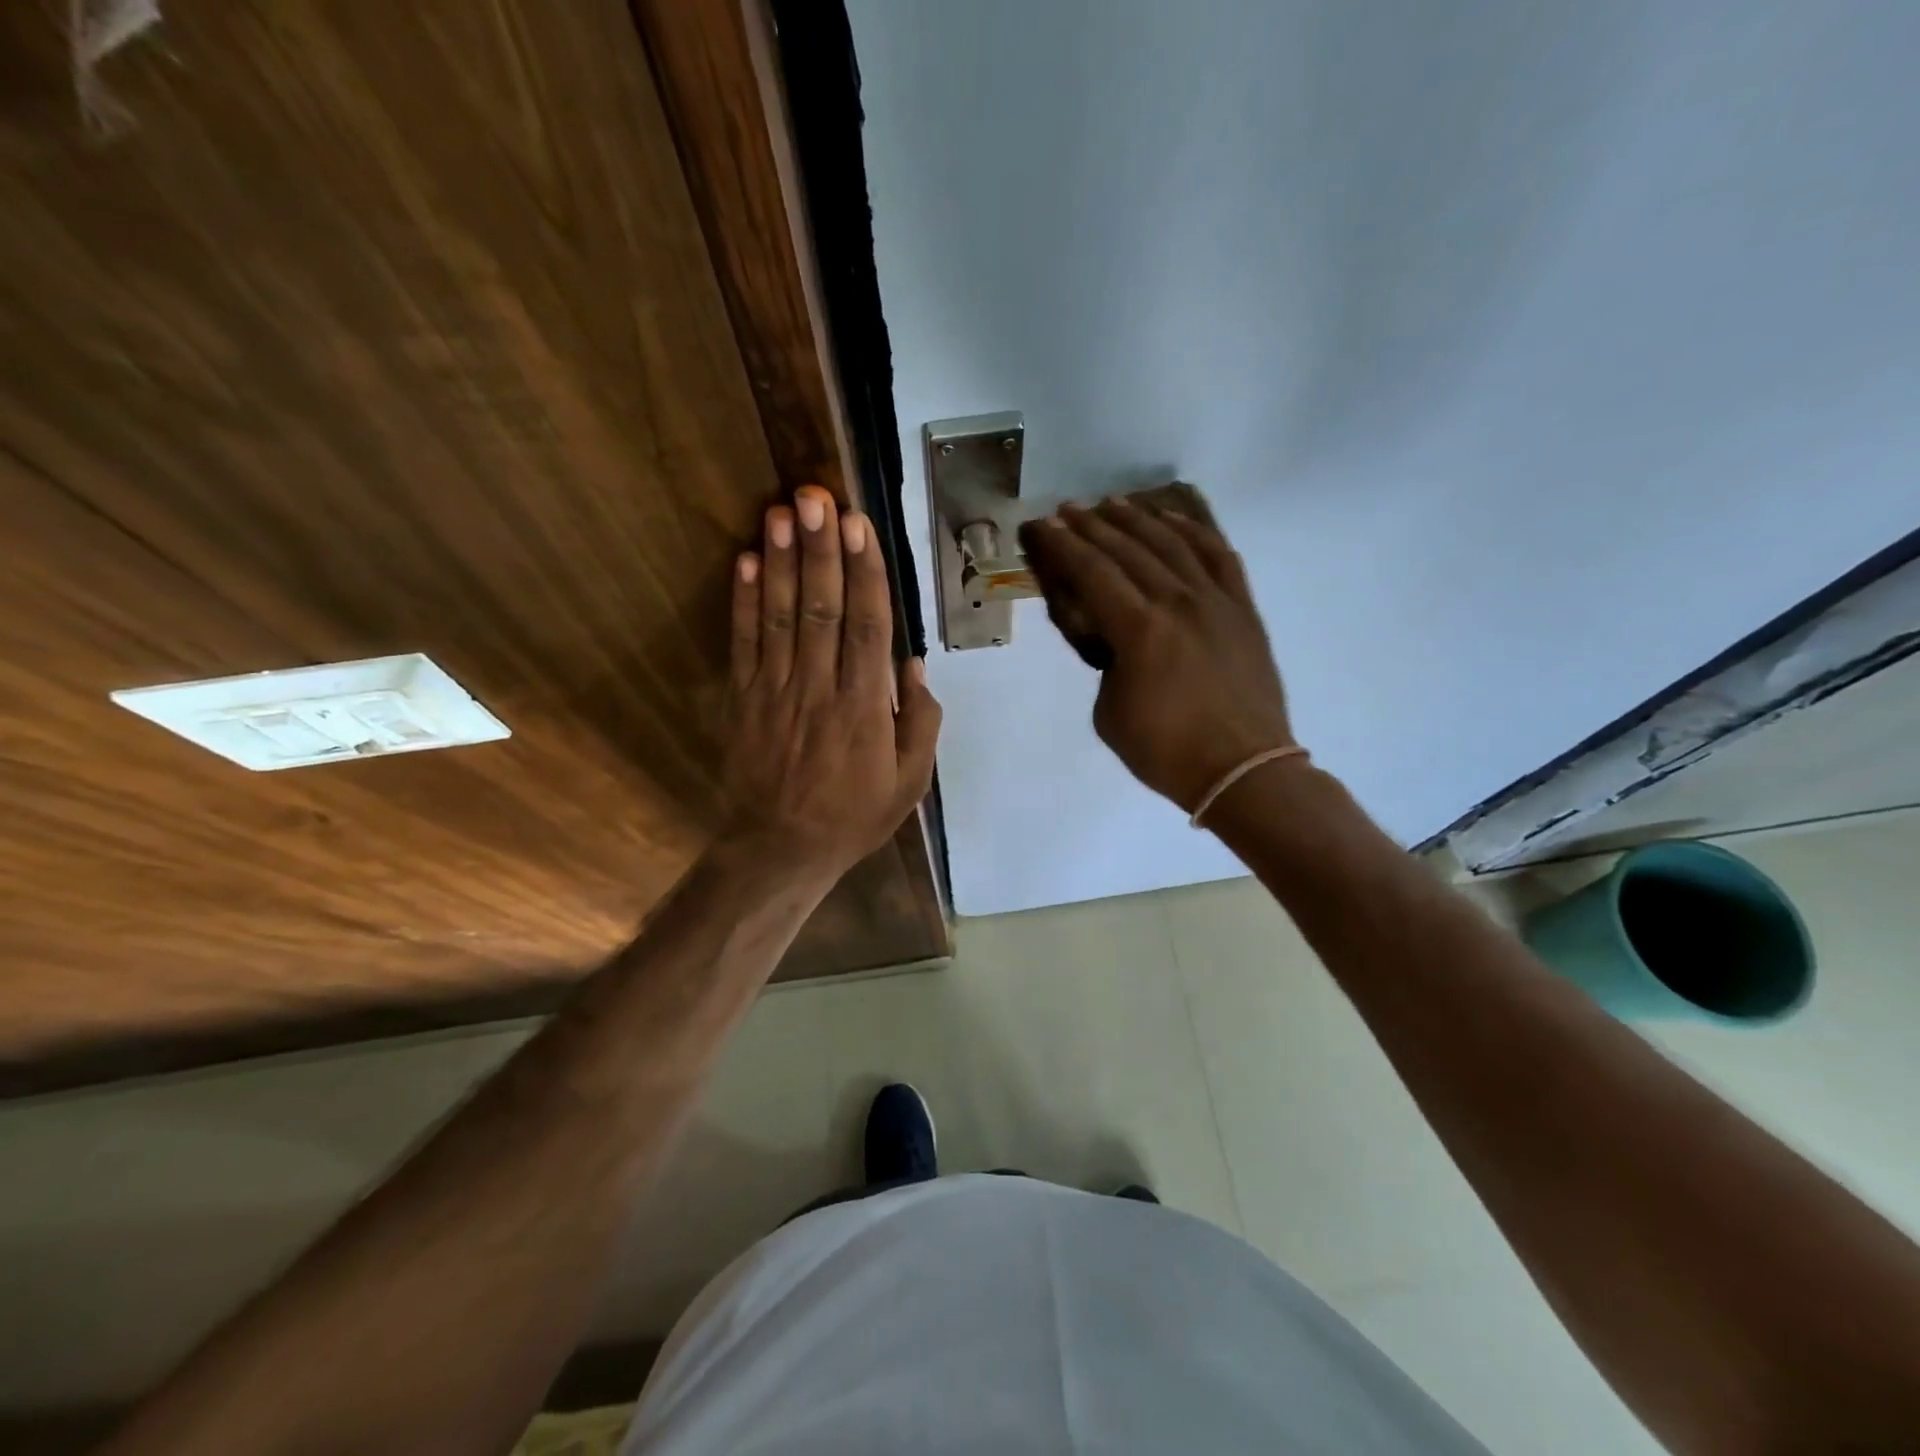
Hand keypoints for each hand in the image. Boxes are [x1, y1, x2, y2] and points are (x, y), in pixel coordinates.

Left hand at [721, 485, 941, 885]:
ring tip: (781, 512)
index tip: (860, 526)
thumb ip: (921, 723)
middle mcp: (820, 688)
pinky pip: (743, 644)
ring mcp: (776, 691)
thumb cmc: (854, 816)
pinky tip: (746, 561)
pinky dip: (743, 602)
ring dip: (781, 561)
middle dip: (820, 549)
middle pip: (821, 608)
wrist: (782, 849)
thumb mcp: (910, 783)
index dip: (864, 573)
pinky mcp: (743, 699)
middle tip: (816, 496)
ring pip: (780, 617)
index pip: (867, 626)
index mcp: (865, 707)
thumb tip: (914, 664)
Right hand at [1023, 499, 1294, 813]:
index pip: (1092, 572)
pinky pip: (1218, 556)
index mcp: (1139, 630)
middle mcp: (1177, 602)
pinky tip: (1174, 521)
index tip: (1044, 526)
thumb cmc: (1166, 751)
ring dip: (1138, 519)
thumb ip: (1107, 665)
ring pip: (1172, 543)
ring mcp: (1215, 601)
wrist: (1243, 769)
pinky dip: (1194, 532)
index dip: (1064, 547)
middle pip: (1128, 549)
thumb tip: (1117, 641)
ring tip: (1112, 504)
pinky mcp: (1243, 609)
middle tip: (1068, 510)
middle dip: (1092, 526)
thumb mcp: (1109, 713)